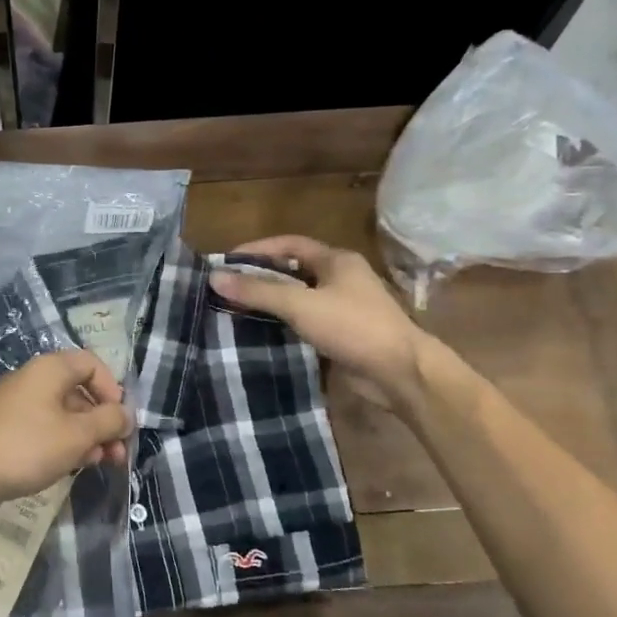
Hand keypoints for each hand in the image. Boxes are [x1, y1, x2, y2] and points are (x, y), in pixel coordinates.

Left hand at [0, 349, 131, 511]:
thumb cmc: (27, 446)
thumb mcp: (77, 435)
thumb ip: (108, 421)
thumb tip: (126, 414)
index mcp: (49, 369)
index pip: (91, 364)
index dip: (113, 389)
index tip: (120, 419)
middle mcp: (32, 380)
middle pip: (79, 391)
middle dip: (103, 421)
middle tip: (118, 453)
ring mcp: (16, 405)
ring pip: (62, 414)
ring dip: (86, 436)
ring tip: (100, 463)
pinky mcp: (6, 430)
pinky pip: (44, 429)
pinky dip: (63, 444)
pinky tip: (72, 466)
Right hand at [209, 235, 431, 404]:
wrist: (400, 372)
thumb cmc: (353, 326)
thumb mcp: (300, 305)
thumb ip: (258, 291)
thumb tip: (215, 277)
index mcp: (336, 260)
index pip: (289, 245)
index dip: (258, 249)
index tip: (227, 261)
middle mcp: (341, 279)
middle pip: (293, 270)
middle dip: (260, 277)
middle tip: (227, 287)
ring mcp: (343, 308)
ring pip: (298, 297)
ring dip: (270, 302)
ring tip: (236, 309)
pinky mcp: (342, 334)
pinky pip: (305, 321)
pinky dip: (283, 323)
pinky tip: (261, 333)